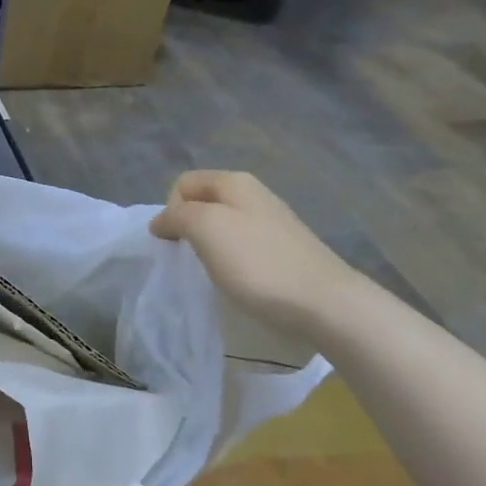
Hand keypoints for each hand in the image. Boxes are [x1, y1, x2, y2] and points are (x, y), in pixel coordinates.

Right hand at [149, 170, 364, 339]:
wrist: (324, 304)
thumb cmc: (257, 262)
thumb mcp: (205, 227)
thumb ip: (176, 216)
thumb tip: (162, 222)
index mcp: (234, 182)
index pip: (182, 184)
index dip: (171, 210)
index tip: (178, 240)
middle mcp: (254, 195)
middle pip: (202, 203)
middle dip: (188, 228)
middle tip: (192, 257)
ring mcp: (271, 223)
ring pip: (220, 226)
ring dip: (208, 247)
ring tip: (214, 271)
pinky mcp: (281, 251)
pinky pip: (240, 247)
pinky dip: (229, 262)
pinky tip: (237, 280)